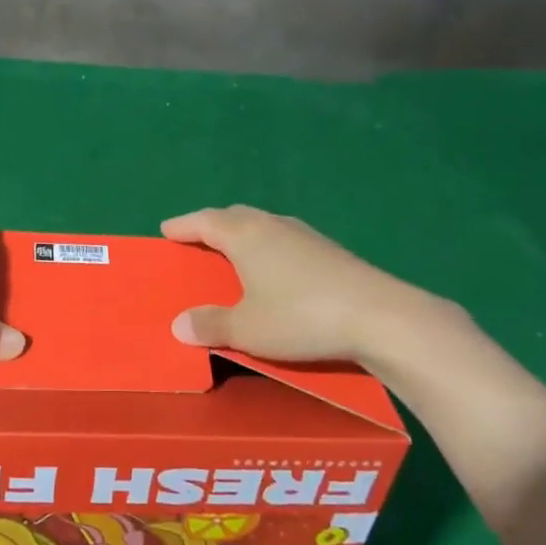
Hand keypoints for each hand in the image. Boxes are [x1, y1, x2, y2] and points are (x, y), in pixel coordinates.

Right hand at [160, 205, 464, 372]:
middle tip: (197, 239)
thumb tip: (179, 324)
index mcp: (246, 235)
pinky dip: (268, 248)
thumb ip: (210, 324)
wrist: (379, 317)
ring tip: (233, 253)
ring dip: (243, 235)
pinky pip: (285, 240)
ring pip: (263, 225)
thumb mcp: (246, 328)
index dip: (183, 226)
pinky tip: (275, 270)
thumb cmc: (300, 316)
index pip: (205, 221)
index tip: (166, 230)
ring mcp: (306, 236)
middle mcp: (273, 225)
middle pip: (234, 216)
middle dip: (212, 225)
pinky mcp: (330, 252)